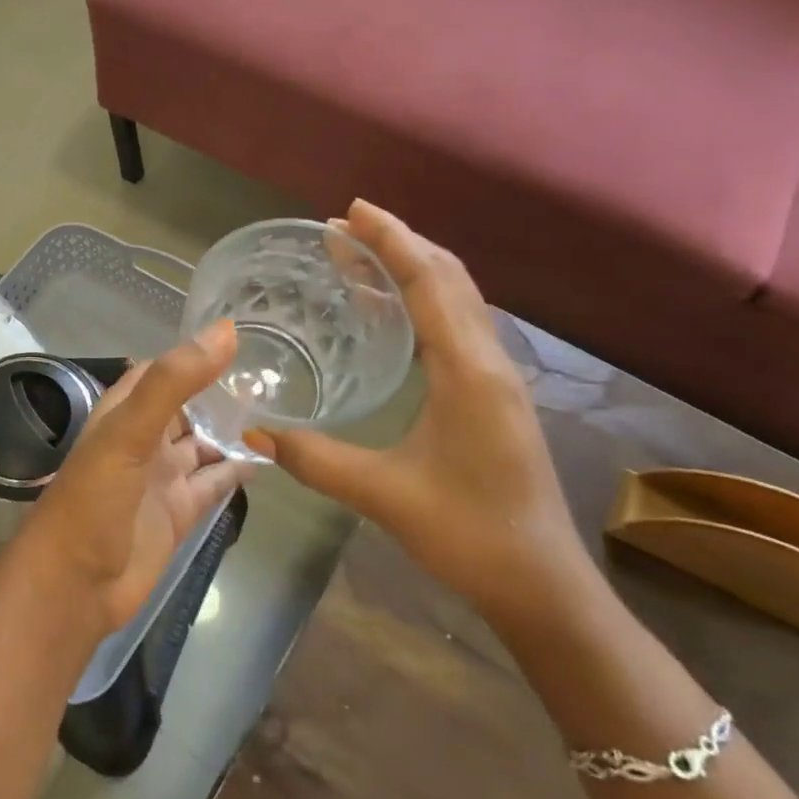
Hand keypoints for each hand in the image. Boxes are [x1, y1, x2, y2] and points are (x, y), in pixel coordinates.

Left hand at [8, 321, 252, 637]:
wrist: (75, 585)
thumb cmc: (94, 499)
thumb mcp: (129, 432)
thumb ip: (175, 382)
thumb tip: (226, 331)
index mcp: (123, 412)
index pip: (162, 371)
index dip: (195, 353)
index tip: (244, 337)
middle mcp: (143, 439)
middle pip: (188, 405)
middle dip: (222, 391)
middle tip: (276, 373)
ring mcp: (162, 476)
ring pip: (204, 442)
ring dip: (234, 429)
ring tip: (281, 408)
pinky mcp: (179, 512)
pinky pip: (214, 482)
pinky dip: (237, 470)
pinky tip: (268, 456)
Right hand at [254, 200, 596, 632]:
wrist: (543, 587)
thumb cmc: (470, 535)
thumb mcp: (385, 496)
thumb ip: (317, 460)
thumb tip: (255, 432)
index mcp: (469, 373)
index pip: (430, 284)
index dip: (392, 241)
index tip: (351, 212)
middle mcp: (489, 362)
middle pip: (449, 278)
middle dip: (399, 243)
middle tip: (344, 227)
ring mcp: (496, 378)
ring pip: (458, 299)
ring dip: (413, 267)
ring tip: (361, 256)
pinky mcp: (493, 395)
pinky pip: (457, 325)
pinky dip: (424, 299)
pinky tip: (392, 312)